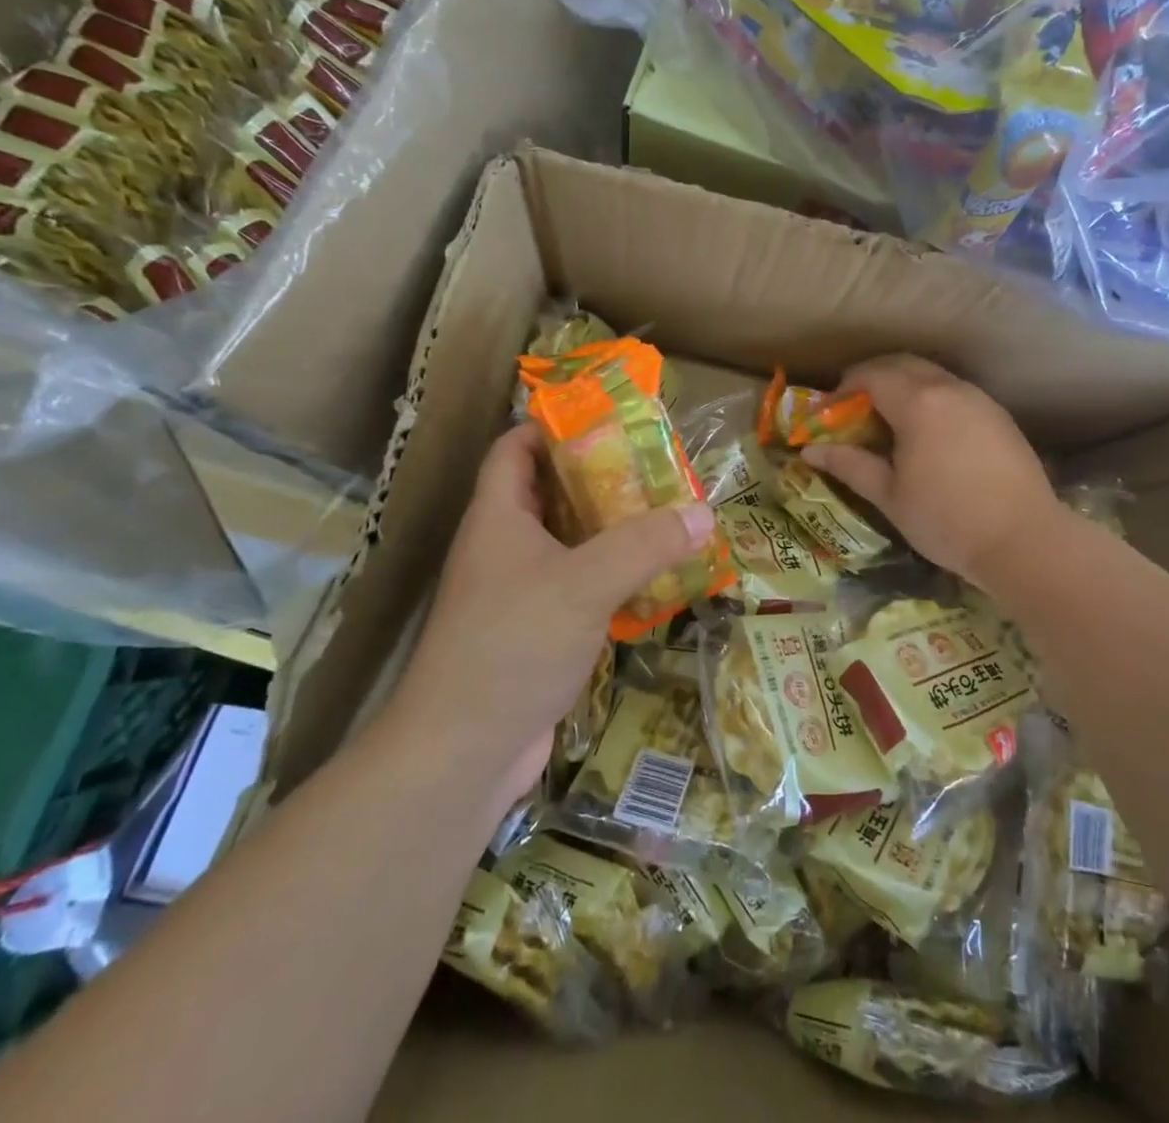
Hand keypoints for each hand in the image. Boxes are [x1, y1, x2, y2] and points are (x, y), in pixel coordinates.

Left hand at [387, 424, 715, 805]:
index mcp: (498, 517)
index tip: (607, 418)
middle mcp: (503, 547)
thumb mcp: (585, 582)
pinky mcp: (536, 632)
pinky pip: (578, 587)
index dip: (552, 425)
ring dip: (612, 530)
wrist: (464, 751)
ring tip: (666, 515)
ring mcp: (517, 593)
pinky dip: (612, 577)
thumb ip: (645, 544)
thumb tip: (704, 513)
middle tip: (656, 467)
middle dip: (600, 477)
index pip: (515, 449)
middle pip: (551, 493)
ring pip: (569, 543)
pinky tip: (653, 580)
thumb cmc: (513, 644)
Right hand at [800, 354, 1060, 589]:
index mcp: (918, 403)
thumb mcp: (889, 495)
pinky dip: (930, 397)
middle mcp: (949, 388)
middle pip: (902, 364)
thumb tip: (810, 449)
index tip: (828, 414)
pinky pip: (954, 391)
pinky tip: (926, 431)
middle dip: (872, 377)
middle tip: (852, 408)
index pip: (870, 375)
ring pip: (932, 374)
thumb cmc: (947, 520)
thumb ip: (849, 464)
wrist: (1025, 540)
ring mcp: (979, 399)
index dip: (843, 389)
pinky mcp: (999, 415)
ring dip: (903, 385)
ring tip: (887, 419)